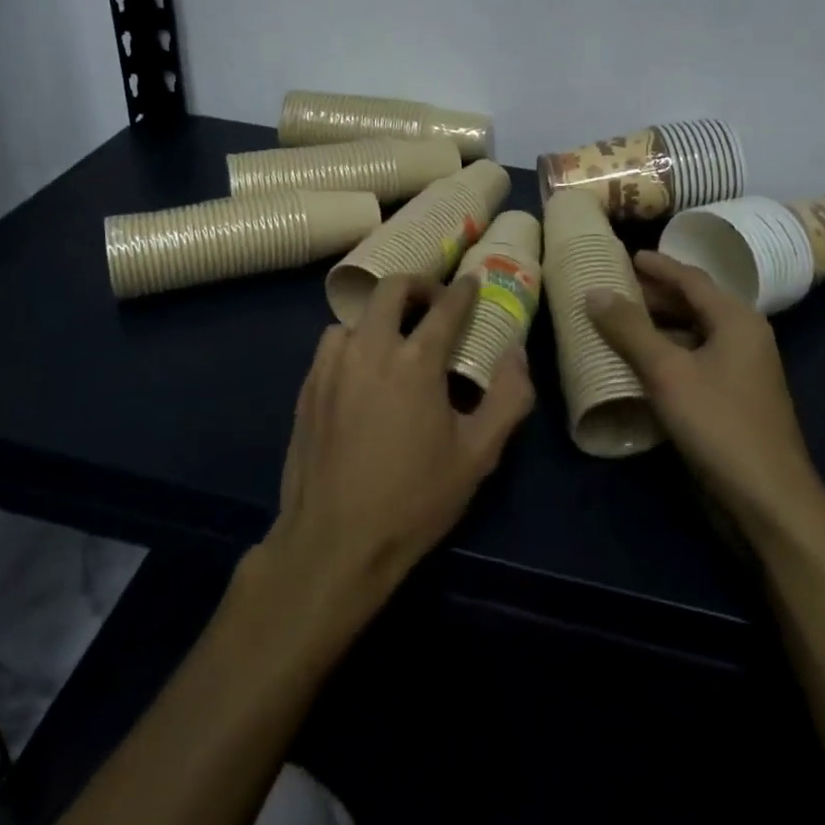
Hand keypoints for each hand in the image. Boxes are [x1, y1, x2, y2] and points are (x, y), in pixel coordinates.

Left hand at [266, 275, 534, 612]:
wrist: (335, 541)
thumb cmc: (414, 499)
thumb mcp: (477, 455)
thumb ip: (507, 398)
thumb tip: (516, 355)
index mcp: (415, 361)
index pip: (445, 307)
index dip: (464, 291)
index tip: (472, 283)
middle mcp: (370, 349)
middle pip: (392, 289)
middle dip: (419, 286)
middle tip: (434, 303)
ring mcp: (332, 366)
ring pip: (357, 317)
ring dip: (381, 317)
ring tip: (395, 341)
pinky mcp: (308, 387)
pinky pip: (332, 345)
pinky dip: (353, 343)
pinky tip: (361, 373)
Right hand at [587, 251, 817, 539]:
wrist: (768, 501)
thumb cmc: (719, 424)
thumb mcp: (667, 372)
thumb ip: (629, 329)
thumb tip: (594, 292)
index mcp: (737, 320)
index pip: (692, 279)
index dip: (658, 265)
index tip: (627, 255)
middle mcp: (743, 339)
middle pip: (693, 305)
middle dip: (654, 296)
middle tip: (613, 288)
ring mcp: (739, 373)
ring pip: (692, 336)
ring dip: (656, 327)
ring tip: (616, 322)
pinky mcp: (730, 402)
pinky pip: (692, 364)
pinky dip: (665, 356)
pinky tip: (636, 365)